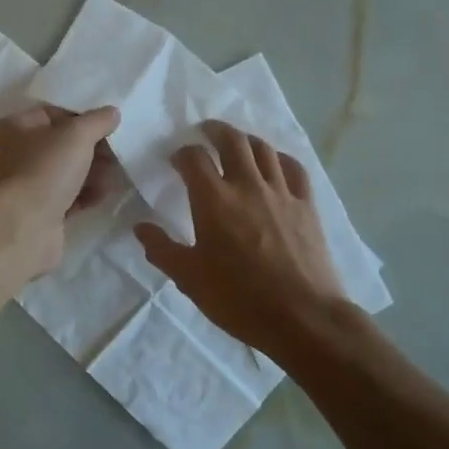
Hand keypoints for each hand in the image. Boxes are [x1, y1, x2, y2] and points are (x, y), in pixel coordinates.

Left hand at [0, 104, 122, 272]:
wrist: (24, 227)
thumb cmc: (45, 169)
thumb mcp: (77, 135)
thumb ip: (97, 121)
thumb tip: (111, 113)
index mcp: (12, 128)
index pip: (51, 114)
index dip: (80, 118)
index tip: (107, 126)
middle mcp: (13, 155)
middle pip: (60, 145)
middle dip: (91, 149)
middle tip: (116, 153)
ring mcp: (24, 187)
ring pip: (65, 172)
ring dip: (92, 172)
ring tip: (115, 175)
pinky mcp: (37, 213)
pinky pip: (66, 197)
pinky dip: (85, 195)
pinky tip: (104, 194)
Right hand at [136, 120, 348, 356]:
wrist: (303, 318)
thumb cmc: (239, 299)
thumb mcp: (189, 278)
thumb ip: (162, 249)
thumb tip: (140, 227)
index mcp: (214, 200)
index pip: (194, 158)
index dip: (182, 153)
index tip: (175, 160)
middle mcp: (247, 186)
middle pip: (232, 141)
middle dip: (215, 130)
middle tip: (205, 130)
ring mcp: (281, 193)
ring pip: (263, 149)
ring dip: (246, 139)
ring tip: (237, 142)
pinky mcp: (307, 206)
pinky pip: (294, 169)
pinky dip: (280, 158)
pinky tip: (275, 163)